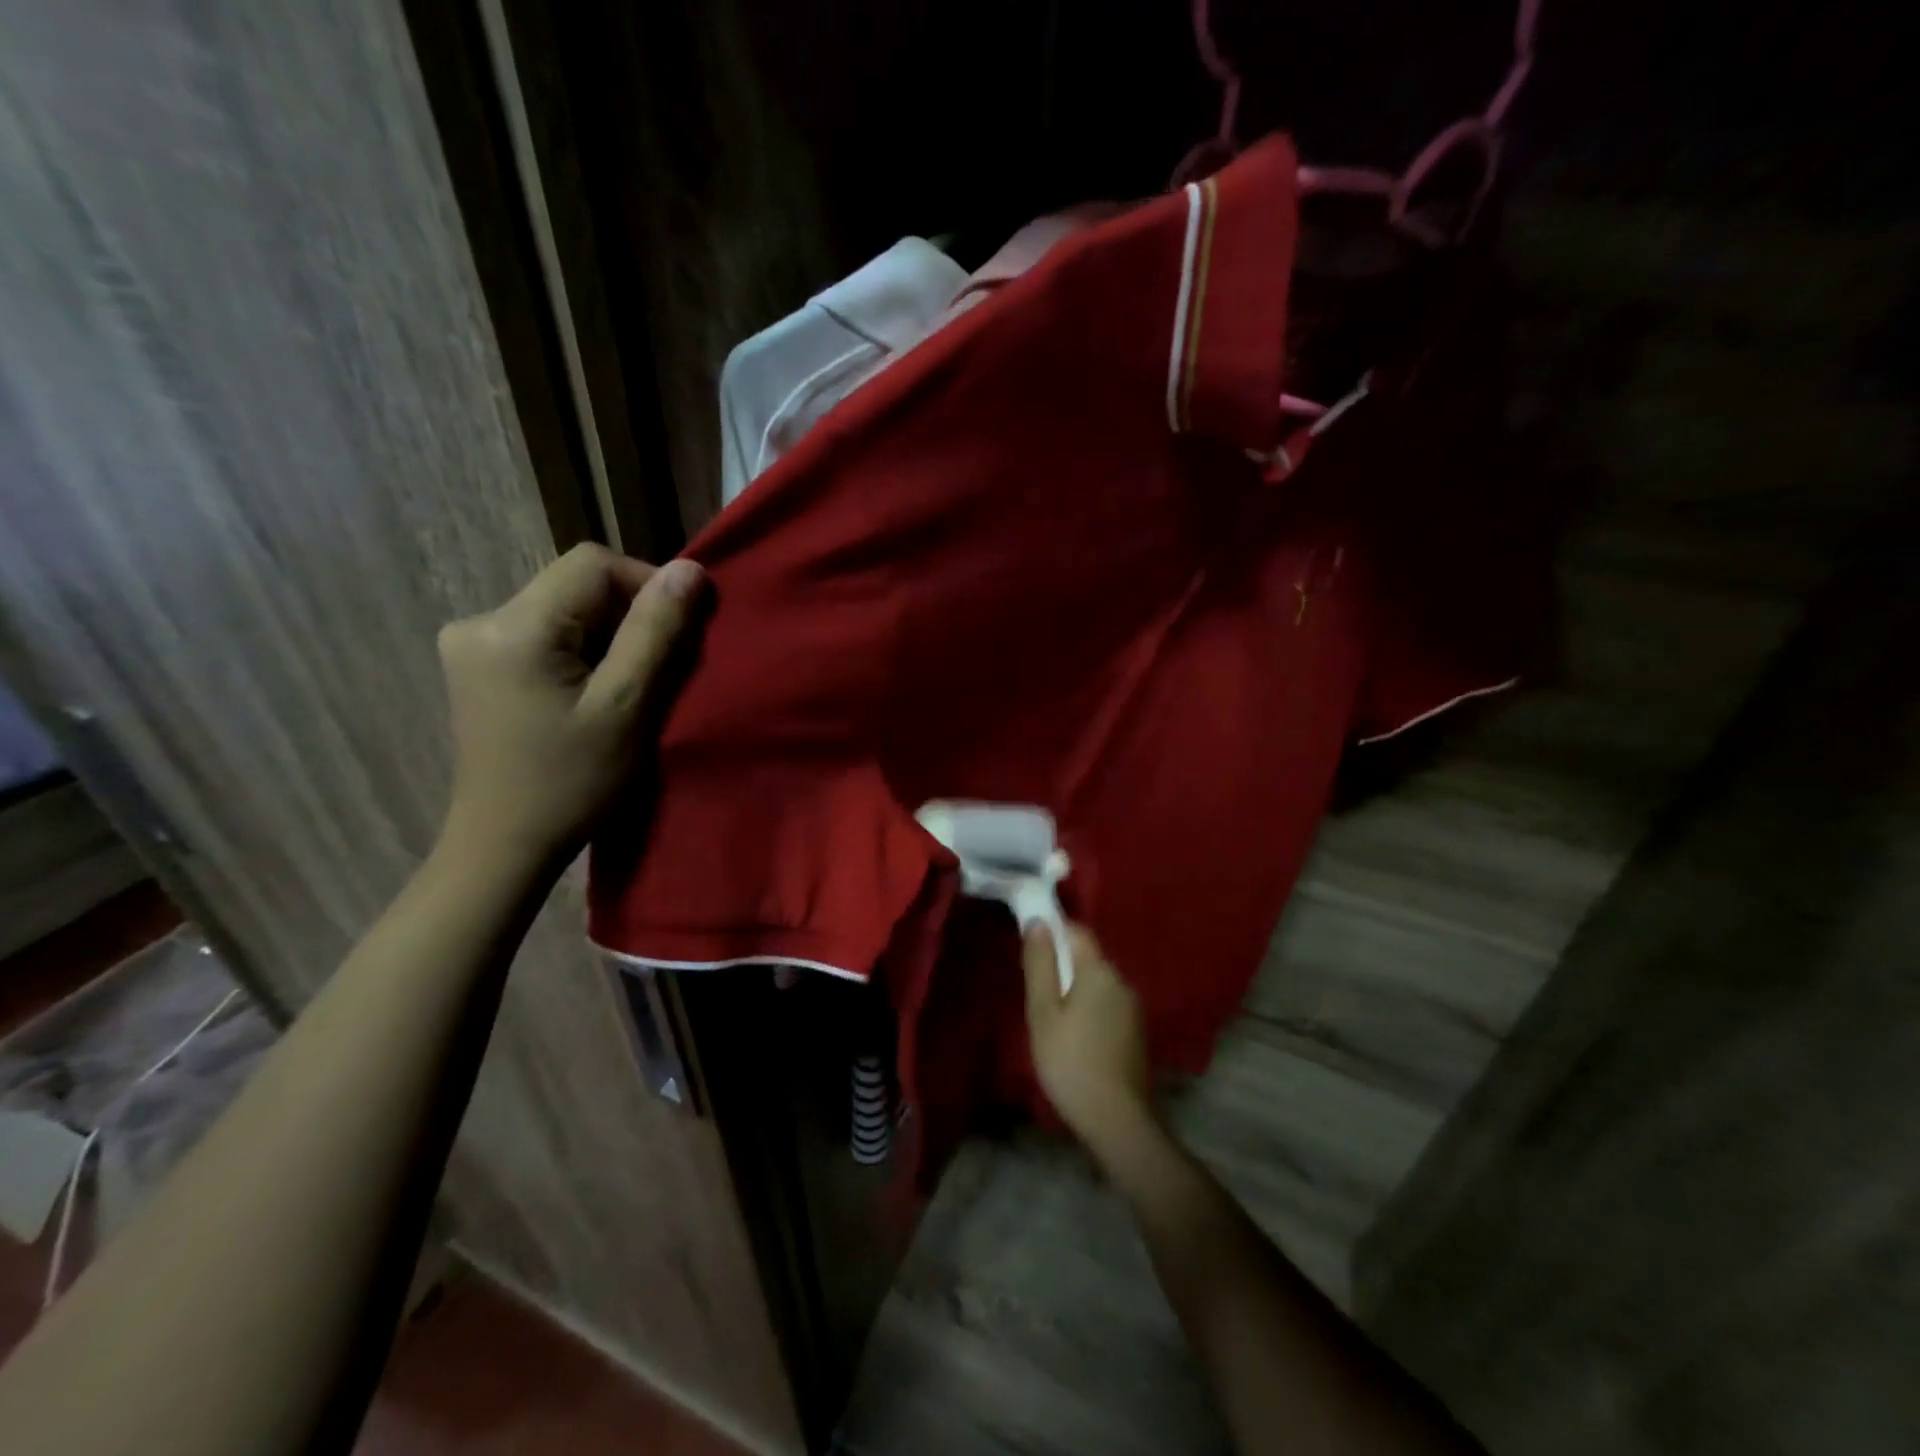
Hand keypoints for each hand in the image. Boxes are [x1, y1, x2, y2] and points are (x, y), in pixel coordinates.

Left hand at [437, 544, 704, 863]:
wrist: (505, 844)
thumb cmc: (573, 783)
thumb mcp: (627, 707)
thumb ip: (656, 633)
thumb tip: (689, 569)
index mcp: (514, 627)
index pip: (593, 564)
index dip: (646, 585)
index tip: (678, 633)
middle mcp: (481, 620)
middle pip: (575, 584)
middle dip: (628, 616)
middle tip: (658, 669)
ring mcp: (472, 642)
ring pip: (564, 608)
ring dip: (608, 635)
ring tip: (628, 685)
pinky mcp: (477, 663)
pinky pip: (545, 632)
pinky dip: (582, 649)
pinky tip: (593, 691)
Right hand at [1023, 922, 1153, 1146]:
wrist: (1117, 1120)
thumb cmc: (1070, 1061)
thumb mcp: (1043, 1012)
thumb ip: (1040, 965)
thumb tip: (1038, 922)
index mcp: (1099, 971)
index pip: (1077, 932)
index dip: (1053, 932)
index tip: (1032, 951)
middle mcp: (1122, 982)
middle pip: (1088, 961)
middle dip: (1063, 969)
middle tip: (1037, 999)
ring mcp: (1134, 1010)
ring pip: (1098, 987)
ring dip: (1077, 995)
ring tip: (1054, 1026)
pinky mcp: (1137, 1034)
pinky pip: (1108, 1009)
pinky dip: (1091, 1015)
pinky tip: (1077, 1043)